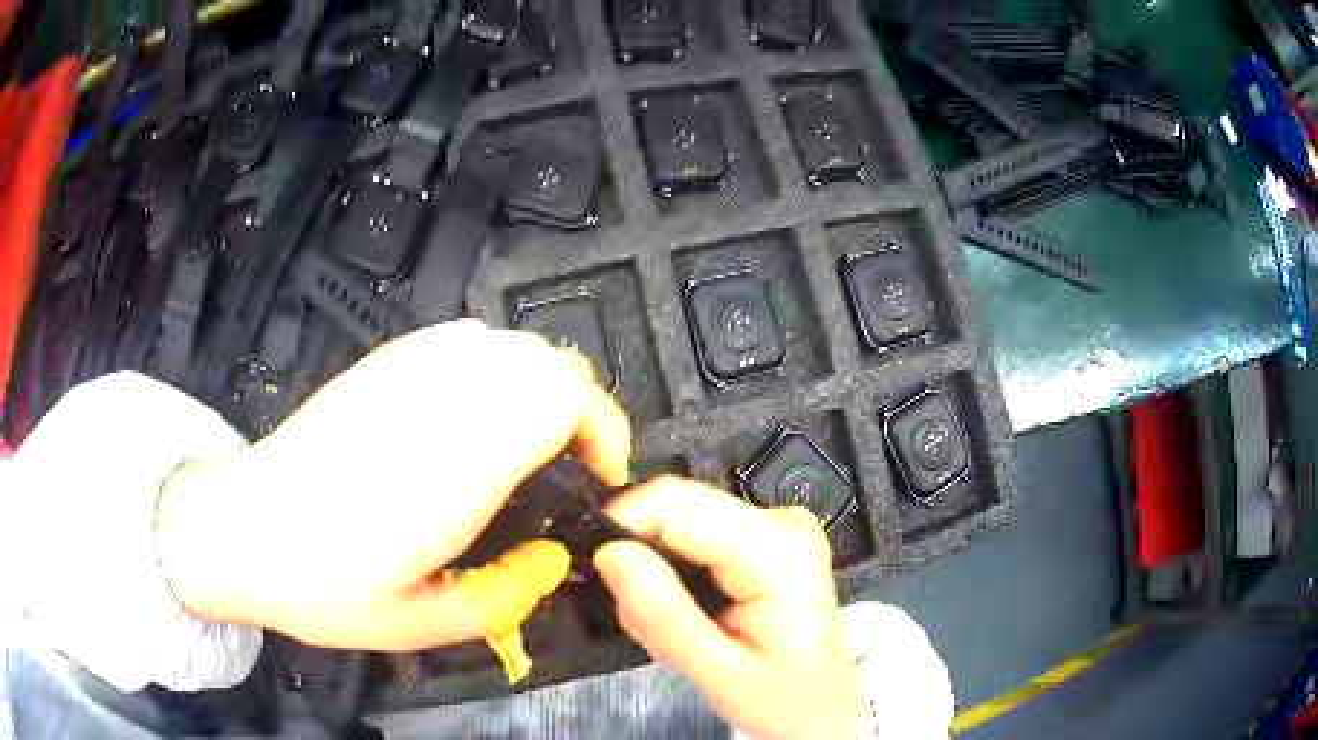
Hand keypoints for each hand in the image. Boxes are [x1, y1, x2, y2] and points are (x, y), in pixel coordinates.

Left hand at [155, 319, 630, 650]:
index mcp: (454, 465)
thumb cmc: (327, 587)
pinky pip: (465, 341)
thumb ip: (508, 595)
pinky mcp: (383, 361)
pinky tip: (470, 418)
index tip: (598, 477)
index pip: (562, 397)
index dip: (602, 429)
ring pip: (510, 344)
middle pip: (548, 360)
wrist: (243, 530)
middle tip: (564, 470)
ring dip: (538, 389)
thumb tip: (554, 558)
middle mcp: (437, 401)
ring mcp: (406, 370)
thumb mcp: (424, 624)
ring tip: (521, 447)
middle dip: (580, 410)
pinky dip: (493, 371)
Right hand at [594, 479, 864, 739]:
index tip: (596, 569)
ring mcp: (774, 526)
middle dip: (643, 564)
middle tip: (646, 625)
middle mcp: (780, 521)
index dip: (623, 523)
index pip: (677, 501)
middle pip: (676, 510)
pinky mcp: (762, 538)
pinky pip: (693, 539)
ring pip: (678, 525)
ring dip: (658, 578)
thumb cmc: (785, 699)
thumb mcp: (718, 671)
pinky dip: (676, 578)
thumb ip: (663, 613)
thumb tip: (610, 552)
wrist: (822, 712)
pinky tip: (691, 618)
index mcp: (779, 548)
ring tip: (675, 633)